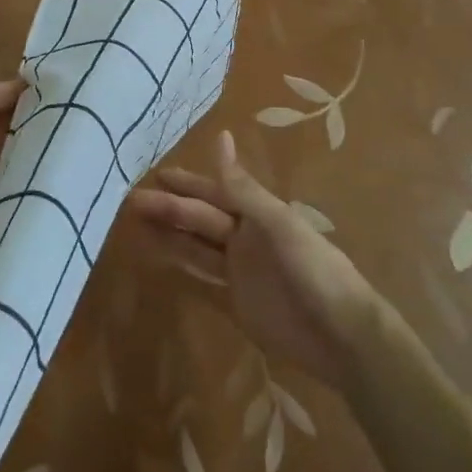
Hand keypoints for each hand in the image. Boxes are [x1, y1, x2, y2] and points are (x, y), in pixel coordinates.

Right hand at [127, 130, 377, 389]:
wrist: (341, 335)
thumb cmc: (313, 269)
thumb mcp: (277, 223)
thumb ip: (242, 188)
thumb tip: (220, 136)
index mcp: (256, 213)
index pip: (213, 192)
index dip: (186, 183)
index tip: (155, 174)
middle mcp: (244, 237)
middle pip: (199, 219)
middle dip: (168, 209)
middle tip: (130, 201)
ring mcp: (239, 271)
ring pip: (196, 247)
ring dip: (169, 236)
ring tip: (134, 227)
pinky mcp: (237, 302)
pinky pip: (202, 280)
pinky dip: (182, 269)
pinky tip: (160, 263)